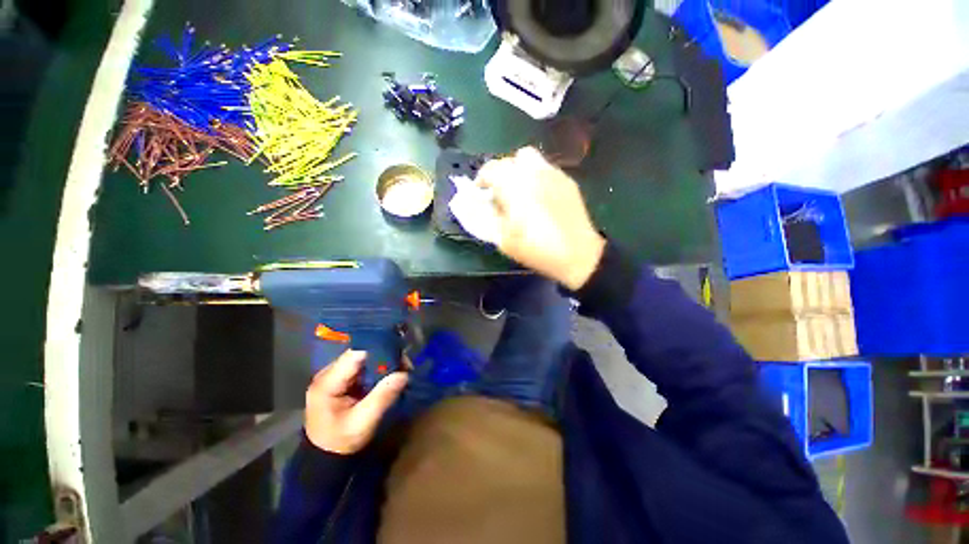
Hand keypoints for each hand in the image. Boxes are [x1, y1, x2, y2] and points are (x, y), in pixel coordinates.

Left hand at [304, 350, 408, 454]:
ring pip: (364, 359)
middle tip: (406, 365)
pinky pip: (363, 367)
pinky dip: (378, 369)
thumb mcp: (363, 423)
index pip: (356, 354)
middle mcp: (328, 373)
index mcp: (327, 382)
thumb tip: (404, 374)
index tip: (400, 356)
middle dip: (385, 356)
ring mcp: (334, 376)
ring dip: (384, 362)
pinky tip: (390, 375)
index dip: (379, 350)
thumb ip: (382, 397)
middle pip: (361, 353)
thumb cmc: (341, 442)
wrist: (325, 458)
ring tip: (401, 370)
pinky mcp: (342, 380)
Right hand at [477, 147, 604, 289]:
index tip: (480, 193)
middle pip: (511, 160)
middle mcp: (533, 172)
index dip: (481, 180)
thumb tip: (473, 203)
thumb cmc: (536, 248)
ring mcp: (553, 174)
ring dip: (520, 171)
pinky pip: (546, 169)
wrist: (577, 254)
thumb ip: (484, 217)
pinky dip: (536, 176)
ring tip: (520, 191)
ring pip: (530, 159)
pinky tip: (539, 196)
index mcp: (514, 184)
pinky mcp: (567, 181)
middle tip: (501, 193)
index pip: (490, 169)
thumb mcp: (503, 239)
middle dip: (501, 173)